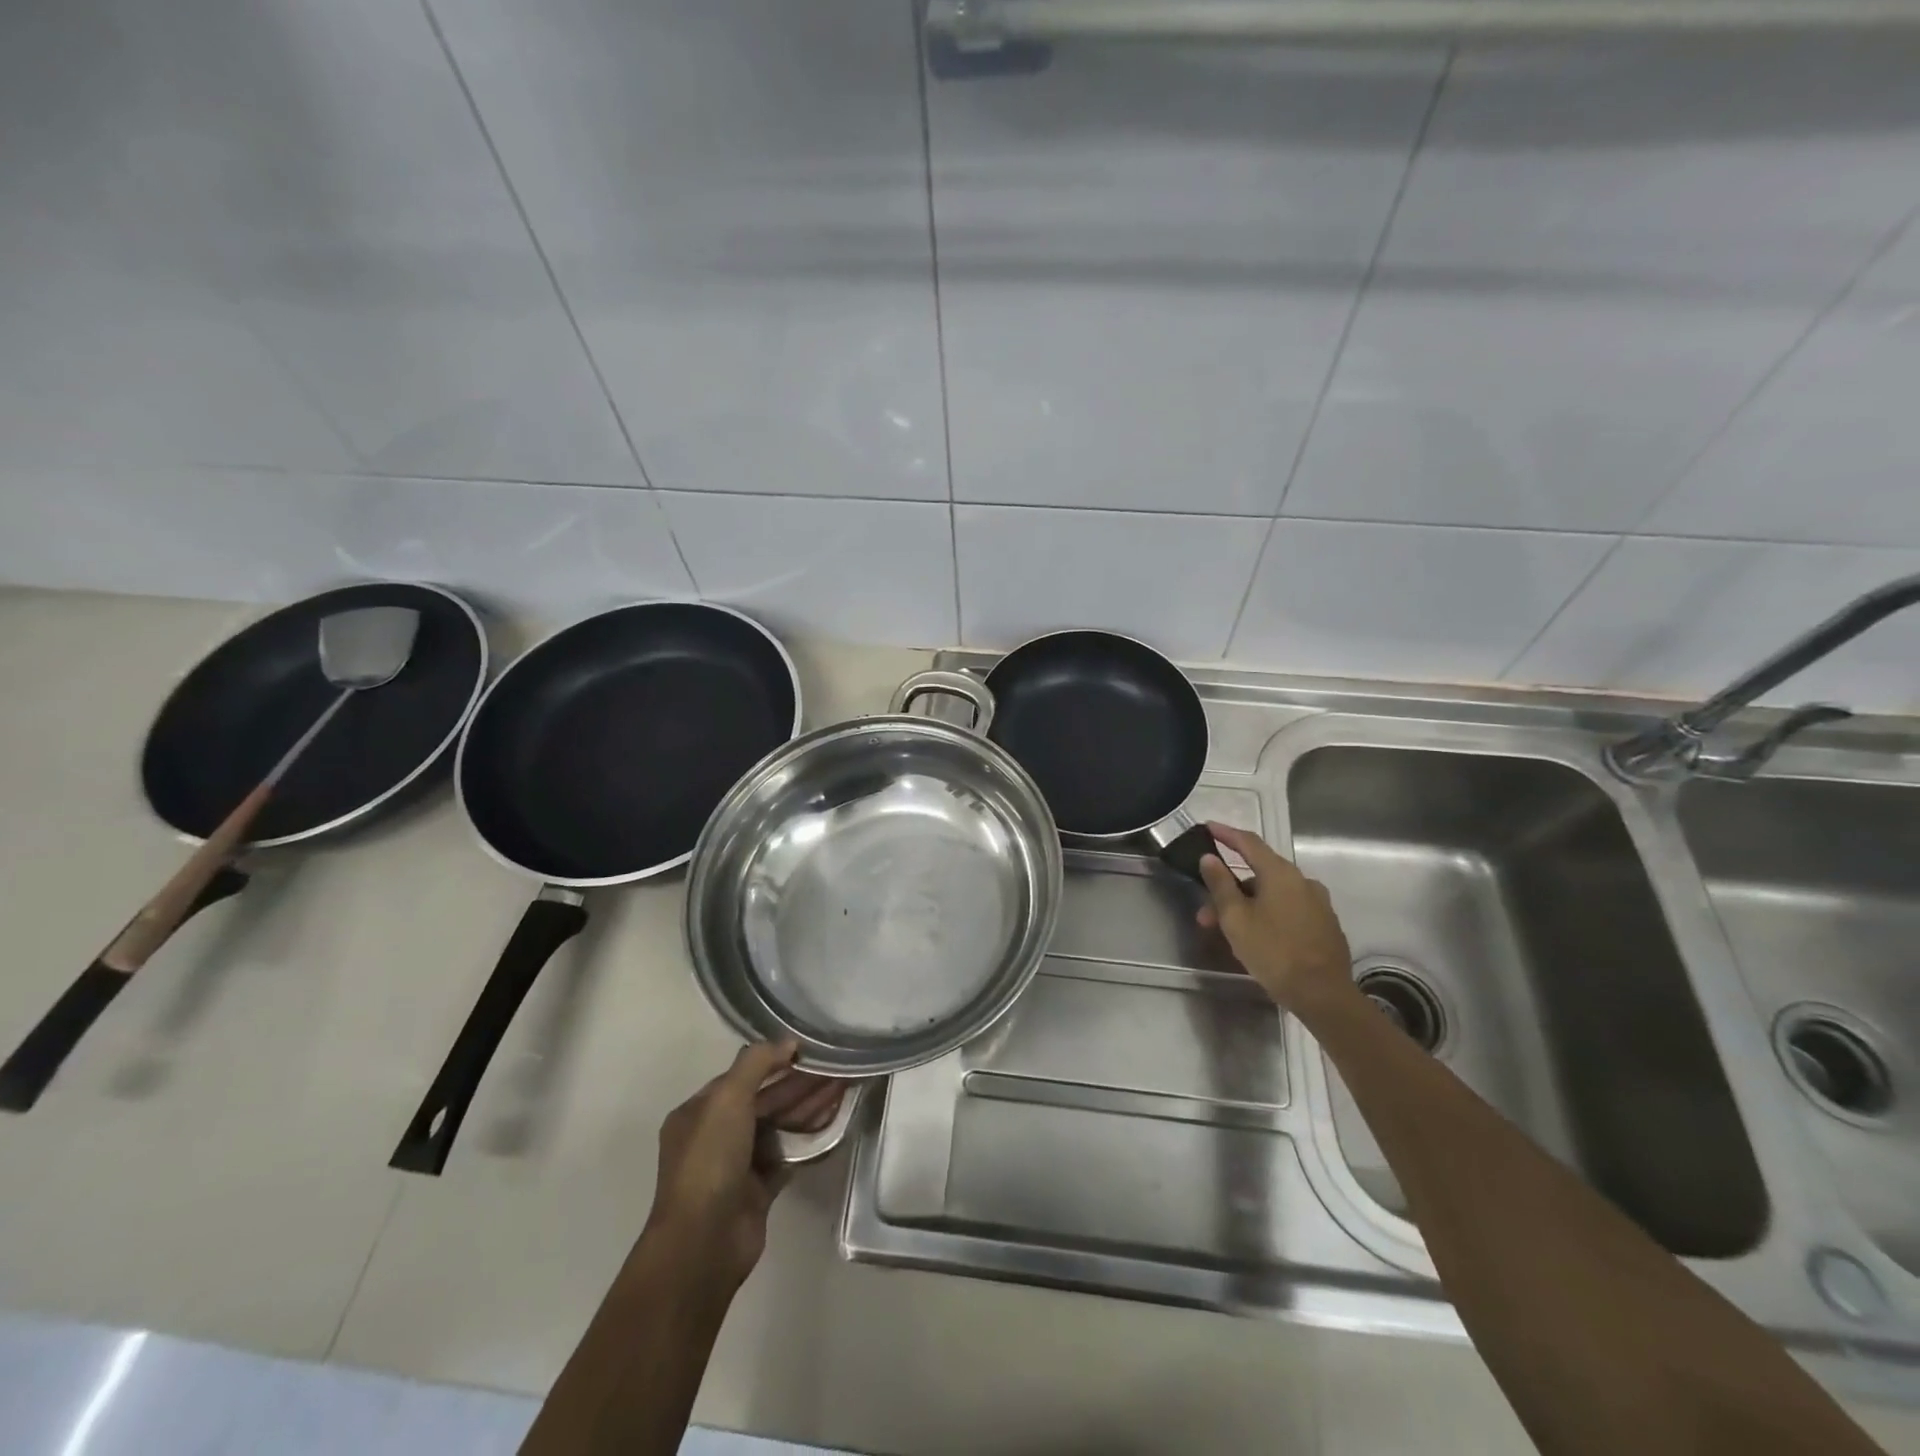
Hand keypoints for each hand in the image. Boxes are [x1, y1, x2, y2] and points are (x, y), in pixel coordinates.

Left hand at [642, 1041, 845, 1290]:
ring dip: (808, 1107)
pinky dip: (808, 1139)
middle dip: (800, 1084)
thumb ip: (756, 1063)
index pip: (741, 1077)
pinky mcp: (758, 1190)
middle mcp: (716, 1135)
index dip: (774, 1061)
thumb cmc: (710, 1161)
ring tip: (843, 1087)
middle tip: (837, 1068)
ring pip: (779, 1126)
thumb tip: (789, 1042)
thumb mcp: (727, 1099)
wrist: (703, 1244)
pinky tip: (834, 1122)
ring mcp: (737, 1164)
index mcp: (699, 1112)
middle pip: (764, 1100)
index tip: (809, 1050)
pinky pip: (788, 1155)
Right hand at [1195, 823, 1355, 1014]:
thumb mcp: (1236, 918)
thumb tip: (1209, 858)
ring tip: (1226, 932)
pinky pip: (1288, 909)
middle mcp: (1303, 881)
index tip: (1208, 827)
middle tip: (1206, 911)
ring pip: (1272, 895)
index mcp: (1280, 873)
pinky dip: (1267, 914)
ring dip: (1246, 906)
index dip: (1226, 834)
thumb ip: (1220, 884)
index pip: (1249, 842)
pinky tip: (1256, 937)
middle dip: (1229, 888)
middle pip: (1259, 873)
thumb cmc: (1273, 952)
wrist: (1324, 995)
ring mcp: (1318, 903)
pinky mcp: (1325, 924)